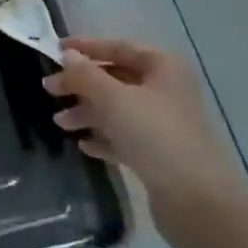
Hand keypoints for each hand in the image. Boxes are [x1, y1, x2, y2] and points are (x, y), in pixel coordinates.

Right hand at [45, 37, 247, 247]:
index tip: (54, 51)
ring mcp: (165, 123)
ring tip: (60, 124)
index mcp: (163, 66)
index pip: (118, 47)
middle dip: (82, 84)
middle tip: (50, 91)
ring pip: (118, 109)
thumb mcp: (113, 99)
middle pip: (116, 78)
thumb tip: (67, 55)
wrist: (197, 201)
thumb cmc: (155, 136)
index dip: (85, 47)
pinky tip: (83, 145)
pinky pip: (125, 137)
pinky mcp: (161, 154)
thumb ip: (86, 75)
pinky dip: (104, 137)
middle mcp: (166, 89)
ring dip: (88, 112)